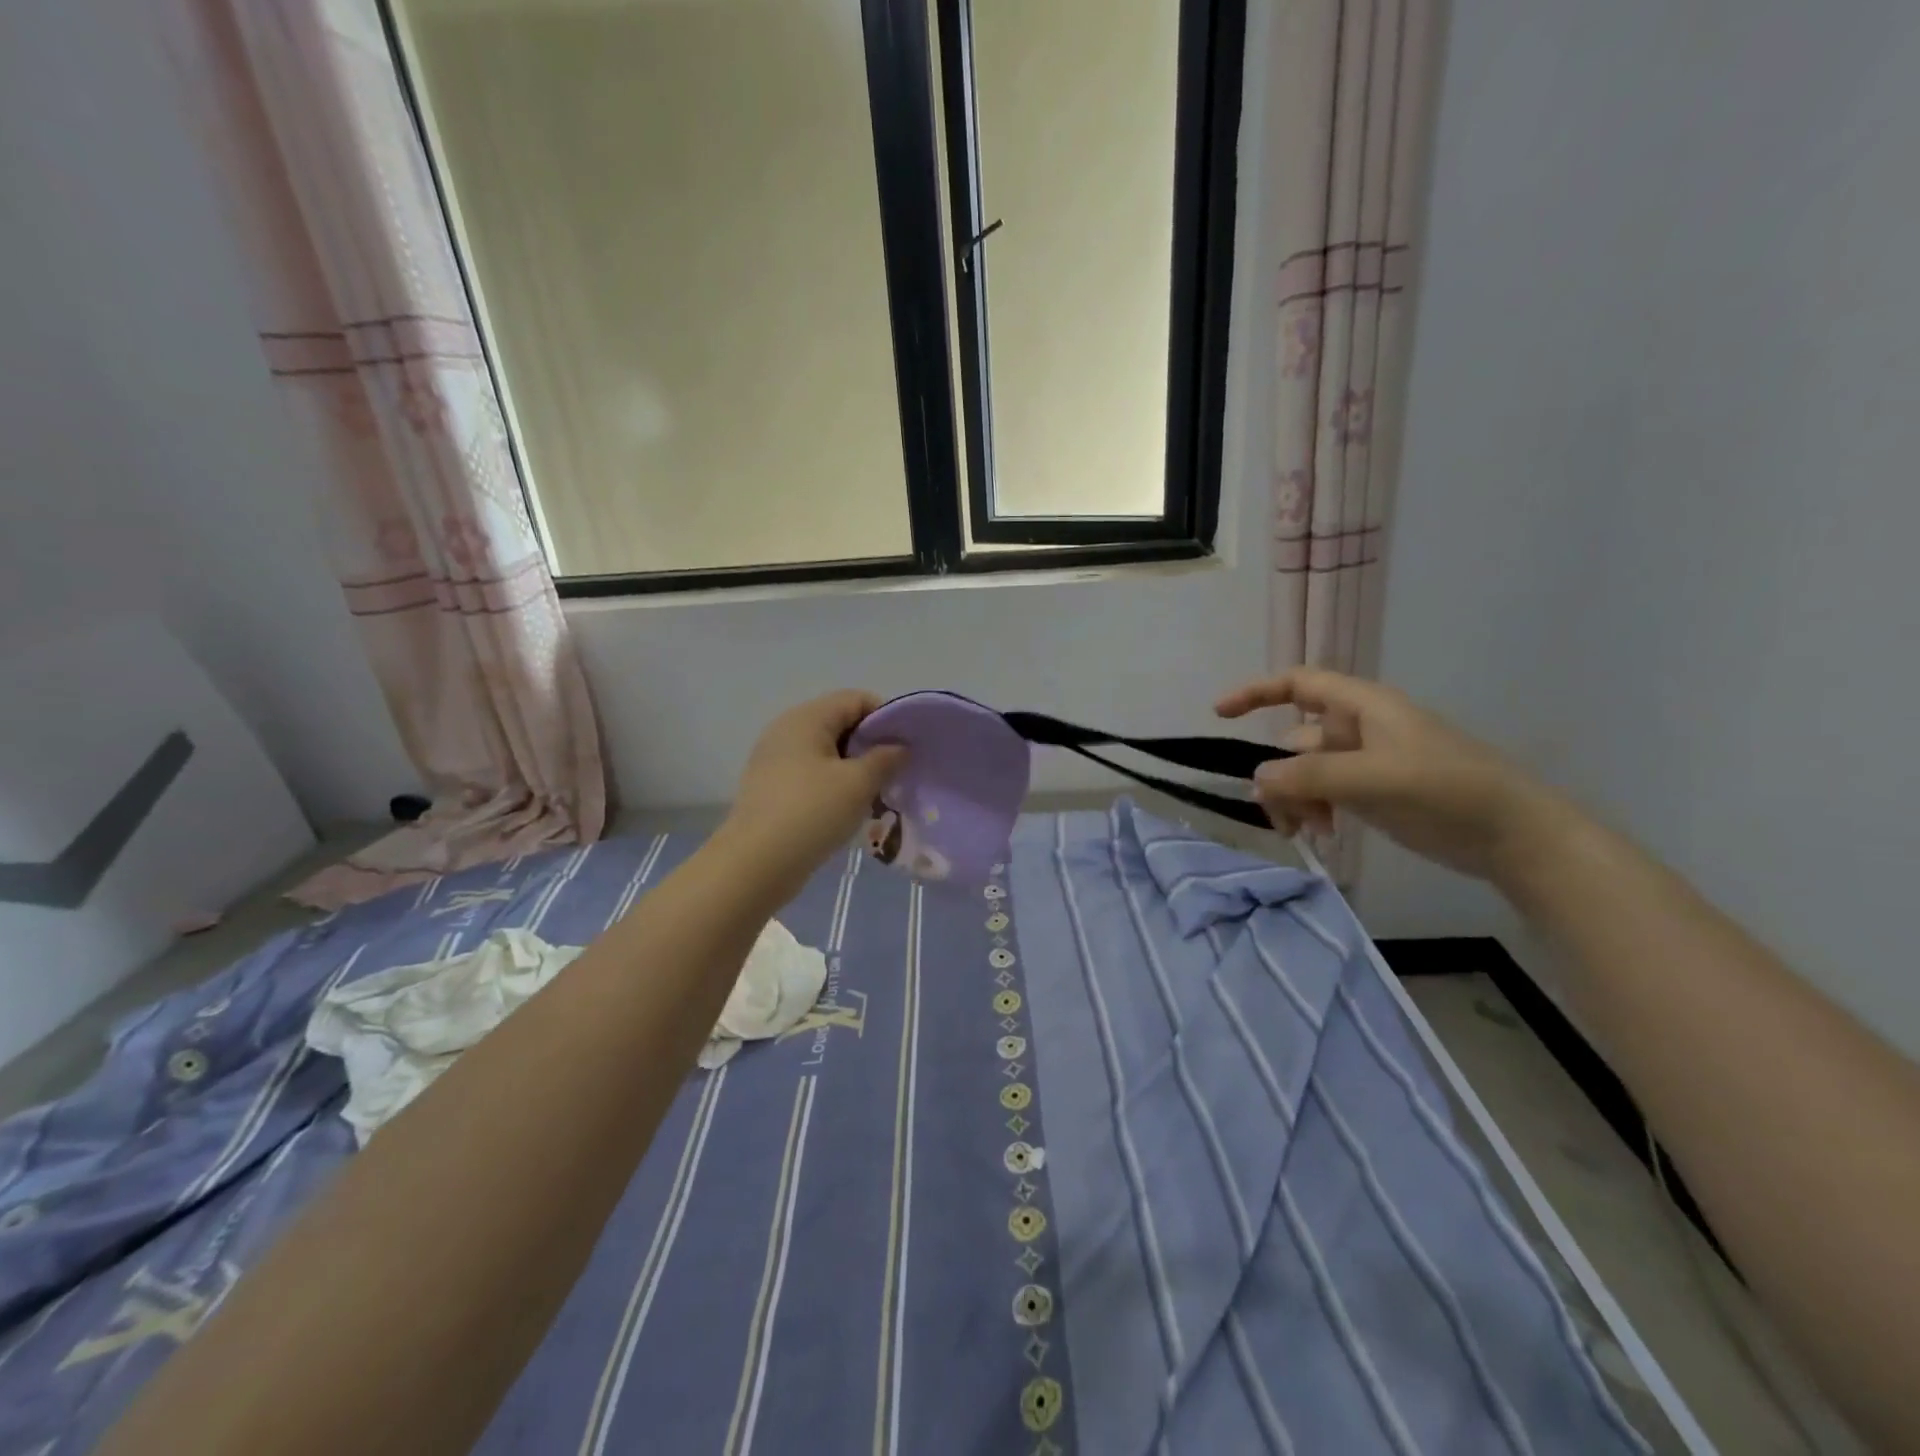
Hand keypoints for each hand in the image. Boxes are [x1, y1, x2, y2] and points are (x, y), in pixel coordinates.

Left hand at [722, 691, 906, 890]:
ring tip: (877, 793)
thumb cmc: (811, 813)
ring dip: (854, 768)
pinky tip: (849, 809)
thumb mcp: (858, 783)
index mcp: (806, 718)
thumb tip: (899, 747)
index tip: (907, 746)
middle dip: (871, 744)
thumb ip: (885, 758)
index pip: (855, 699)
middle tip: (896, 772)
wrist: (755, 864)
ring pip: (827, 752)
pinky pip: (812, 774)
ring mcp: (775, 760)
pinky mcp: (771, 788)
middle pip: (840, 723)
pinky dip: (834, 784)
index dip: (886, 717)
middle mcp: (787, 730)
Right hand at [1215, 668, 1572, 883]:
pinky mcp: (1373, 792)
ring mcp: (1365, 762)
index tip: (1218, 714)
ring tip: (1306, 832)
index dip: (1256, 693)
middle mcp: (1358, 729)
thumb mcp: (1373, 779)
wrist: (1513, 835)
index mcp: (1362, 707)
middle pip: (1294, 741)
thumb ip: (1310, 776)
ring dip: (1295, 799)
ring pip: (1306, 773)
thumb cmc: (1446, 790)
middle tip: (1280, 813)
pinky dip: (1314, 811)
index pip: (1298, 684)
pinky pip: (1324, 794)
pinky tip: (1323, 835)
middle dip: (1279, 774)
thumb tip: (1257, 779)